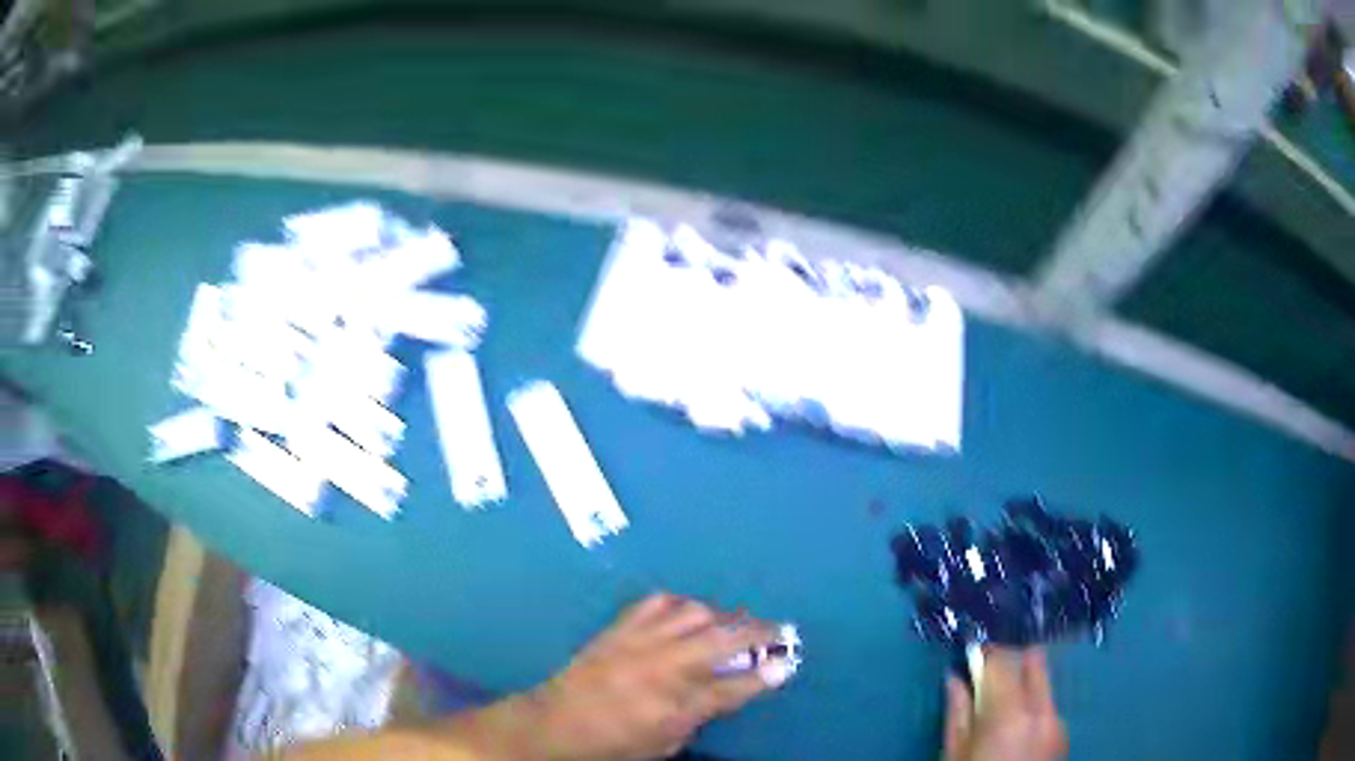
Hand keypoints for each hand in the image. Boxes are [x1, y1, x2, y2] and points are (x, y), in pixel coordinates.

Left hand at [527, 593, 784, 760]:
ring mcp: (639, 641)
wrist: (555, 723)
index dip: (767, 673)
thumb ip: (702, 715)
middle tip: (778, 631)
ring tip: (735, 623)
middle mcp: (662, 668)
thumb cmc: (613, 744)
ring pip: (695, 612)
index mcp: (675, 707)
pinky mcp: (619, 627)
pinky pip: (659, 601)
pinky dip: (682, 604)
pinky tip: (690, 613)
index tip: (789, 661)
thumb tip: (733, 687)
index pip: (735, 685)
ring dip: (724, 615)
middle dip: (758, 632)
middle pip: (723, 638)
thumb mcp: (666, 744)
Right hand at [943, 648, 1066, 760]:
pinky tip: (1017, 728)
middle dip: (1013, 659)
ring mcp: (1059, 721)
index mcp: (1010, 715)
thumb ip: (957, 714)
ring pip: (1044, 684)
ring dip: (1024, 684)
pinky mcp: (1065, 735)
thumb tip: (954, 679)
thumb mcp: (953, 757)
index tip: (974, 648)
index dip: (988, 651)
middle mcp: (1042, 710)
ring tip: (1001, 704)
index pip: (1003, 662)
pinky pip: (1049, 707)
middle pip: (1035, 661)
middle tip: (989, 671)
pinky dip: (1033, 706)